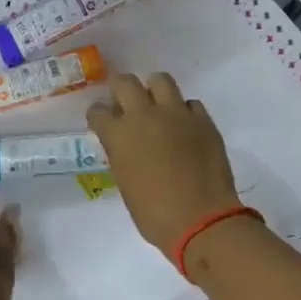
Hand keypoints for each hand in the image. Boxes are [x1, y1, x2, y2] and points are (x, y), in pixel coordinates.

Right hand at [87, 73, 242, 259]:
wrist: (200, 219)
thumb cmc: (153, 213)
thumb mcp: (125, 182)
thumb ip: (122, 154)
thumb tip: (126, 145)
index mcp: (118, 134)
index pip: (98, 111)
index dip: (99, 116)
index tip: (103, 122)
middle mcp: (144, 115)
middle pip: (125, 82)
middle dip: (121, 90)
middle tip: (125, 104)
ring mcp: (176, 114)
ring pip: (161, 80)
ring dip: (154, 90)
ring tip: (157, 106)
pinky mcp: (203, 120)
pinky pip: (190, 104)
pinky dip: (184, 112)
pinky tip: (184, 127)